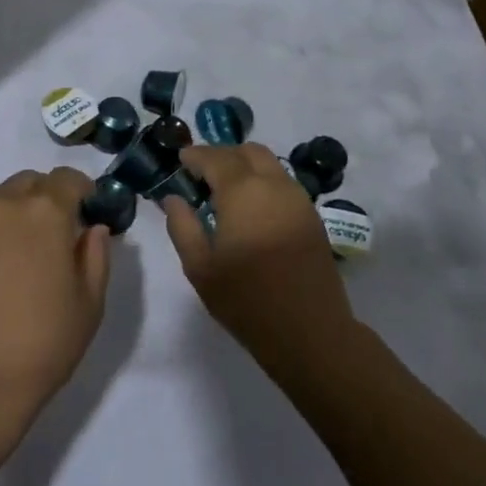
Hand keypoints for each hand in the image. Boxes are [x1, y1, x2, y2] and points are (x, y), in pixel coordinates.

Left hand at [0, 167, 110, 412]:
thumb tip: (92, 229)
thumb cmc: (40, 343)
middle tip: (59, 235)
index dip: (84, 192)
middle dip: (49, 197)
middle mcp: (4, 205)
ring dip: (20, 211)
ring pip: (2, 198)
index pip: (68, 179)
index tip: (90, 216)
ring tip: (28, 253)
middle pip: (31, 182)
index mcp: (44, 211)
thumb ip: (95, 256)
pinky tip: (1, 270)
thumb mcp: (88, 304)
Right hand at [161, 144, 356, 372]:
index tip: (181, 160)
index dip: (195, 155)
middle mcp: (273, 185)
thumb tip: (173, 199)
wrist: (311, 333)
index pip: (215, 158)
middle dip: (222, 155)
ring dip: (245, 166)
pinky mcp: (312, 217)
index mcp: (243, 193)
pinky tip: (251, 207)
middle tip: (202, 174)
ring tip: (225, 190)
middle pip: (247, 152)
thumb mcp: (200, 268)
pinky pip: (283, 183)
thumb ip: (182, 226)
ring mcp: (298, 200)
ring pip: (269, 164)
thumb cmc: (247, 301)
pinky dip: (263, 181)